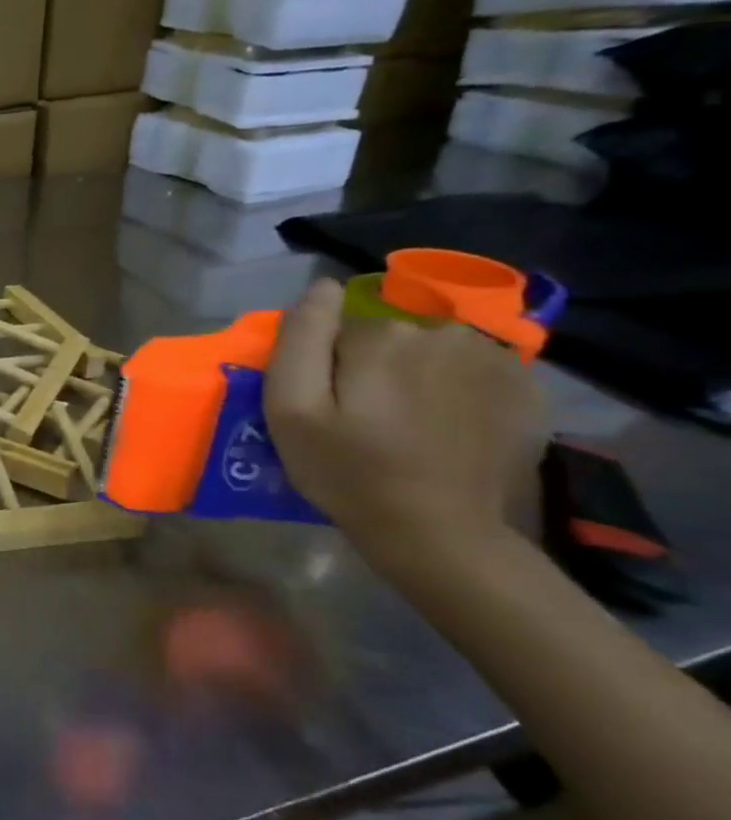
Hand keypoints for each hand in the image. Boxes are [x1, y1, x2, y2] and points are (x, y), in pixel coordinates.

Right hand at [264, 278, 543, 566]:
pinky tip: (450, 427)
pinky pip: (475, 371)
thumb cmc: (347, 471)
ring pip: (432, 351)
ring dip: (418, 376)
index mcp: (381, 336)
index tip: (328, 408)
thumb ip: (300, 339)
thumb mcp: (291, 409)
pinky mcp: (526, 388)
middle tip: (366, 421)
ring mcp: (494, 359)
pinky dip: (459, 390)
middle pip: (388, 337)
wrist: (439, 533)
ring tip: (411, 426)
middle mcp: (443, 332)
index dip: (326, 367)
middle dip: (373, 368)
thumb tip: (322, 286)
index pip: (337, 330)